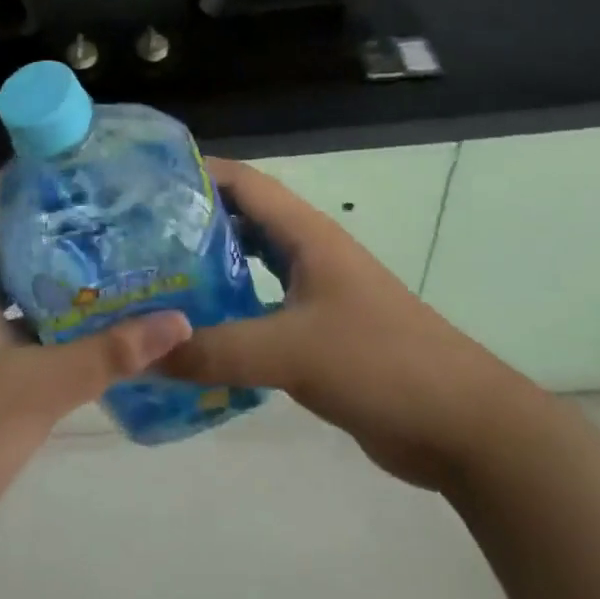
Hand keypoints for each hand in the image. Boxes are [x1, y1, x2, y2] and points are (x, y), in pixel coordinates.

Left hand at [0, 177, 191, 578]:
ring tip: (110, 249)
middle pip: (5, 231)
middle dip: (54, 217)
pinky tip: (84, 313)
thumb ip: (108, 354)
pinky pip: (5, 310)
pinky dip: (40, 304)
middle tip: (113, 207)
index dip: (33, 175)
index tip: (85, 164)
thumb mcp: (38, 391)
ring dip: (50, 263)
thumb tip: (178, 321)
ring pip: (7, 273)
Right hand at [162, 157, 537, 491]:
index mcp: (305, 233)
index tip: (143, 184)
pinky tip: (198, 329)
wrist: (462, 425)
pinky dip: (230, 308)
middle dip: (192, 221)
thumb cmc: (380, 362)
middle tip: (137, 235)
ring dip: (210, 265)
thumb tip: (142, 354)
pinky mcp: (318, 330)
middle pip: (241, 218)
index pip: (242, 182)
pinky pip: (262, 305)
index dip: (196, 173)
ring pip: (251, 263)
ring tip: (156, 277)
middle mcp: (307, 250)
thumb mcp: (292, 352)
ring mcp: (315, 290)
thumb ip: (217, 350)